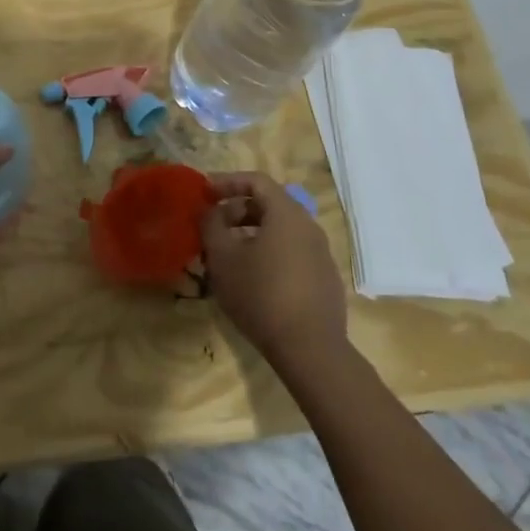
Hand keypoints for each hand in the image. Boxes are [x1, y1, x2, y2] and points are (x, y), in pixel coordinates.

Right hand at [200, 172, 347, 369]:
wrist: (310, 349)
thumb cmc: (261, 294)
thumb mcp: (223, 257)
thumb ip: (211, 225)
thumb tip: (210, 210)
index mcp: (287, 213)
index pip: (256, 181)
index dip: (227, 182)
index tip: (204, 193)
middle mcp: (309, 227)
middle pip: (269, 205)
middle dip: (236, 211)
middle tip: (212, 228)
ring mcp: (321, 254)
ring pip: (280, 232)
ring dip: (251, 235)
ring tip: (227, 255)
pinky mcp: (324, 280)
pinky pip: (292, 254)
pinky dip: (268, 254)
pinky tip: (252, 280)